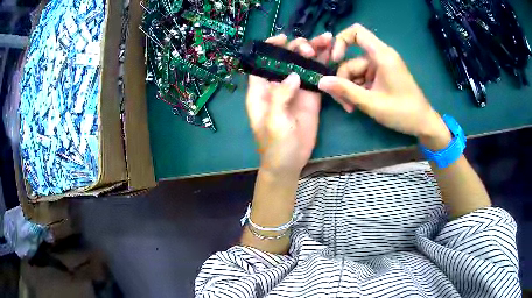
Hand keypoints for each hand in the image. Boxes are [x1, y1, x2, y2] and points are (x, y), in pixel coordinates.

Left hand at [246, 33, 332, 174]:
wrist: (289, 163)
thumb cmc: (275, 146)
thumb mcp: (274, 122)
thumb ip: (280, 97)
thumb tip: (292, 74)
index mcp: (261, 90)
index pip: (262, 62)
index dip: (270, 48)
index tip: (283, 38)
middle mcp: (277, 86)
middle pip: (285, 60)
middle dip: (297, 48)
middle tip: (310, 47)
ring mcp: (296, 90)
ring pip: (303, 65)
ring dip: (313, 52)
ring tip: (326, 41)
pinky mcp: (310, 97)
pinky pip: (316, 78)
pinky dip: (323, 67)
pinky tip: (332, 56)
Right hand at [318, 24, 450, 148]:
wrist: (422, 123)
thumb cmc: (402, 112)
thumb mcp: (371, 103)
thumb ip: (345, 91)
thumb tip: (320, 82)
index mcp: (382, 55)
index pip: (356, 32)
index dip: (340, 41)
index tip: (334, 60)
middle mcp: (381, 56)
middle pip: (352, 60)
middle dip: (343, 80)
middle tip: (344, 102)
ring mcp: (381, 67)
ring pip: (355, 72)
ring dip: (350, 89)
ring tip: (352, 108)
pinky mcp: (382, 76)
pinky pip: (363, 78)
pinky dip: (358, 90)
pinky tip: (358, 105)